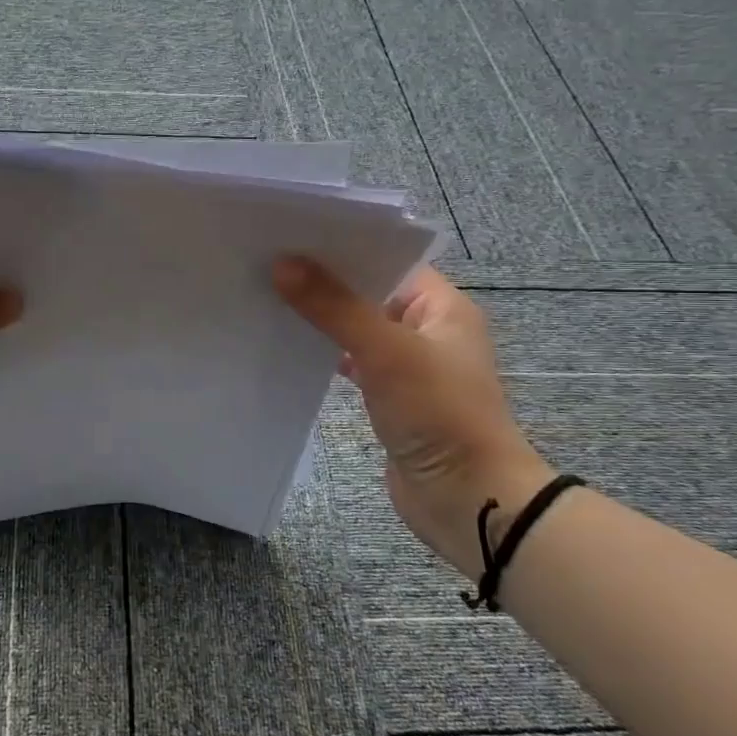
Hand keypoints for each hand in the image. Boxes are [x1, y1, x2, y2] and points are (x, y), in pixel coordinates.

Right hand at [273, 256, 553, 578]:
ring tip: (269, 298)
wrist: (468, 499)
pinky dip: (326, 355)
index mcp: (442, 307)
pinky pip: (354, 363)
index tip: (291, 236)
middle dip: (324, 282)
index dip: (344, 247)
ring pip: (358, 329)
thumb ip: (335, 306)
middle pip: (369, 293)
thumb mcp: (387, 351)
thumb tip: (282, 263)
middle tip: (268, 263)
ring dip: (322, 319)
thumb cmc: (439, 413)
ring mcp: (410, 366)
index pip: (389, 260)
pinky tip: (289, 348)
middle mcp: (428, 330)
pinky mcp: (391, 397)